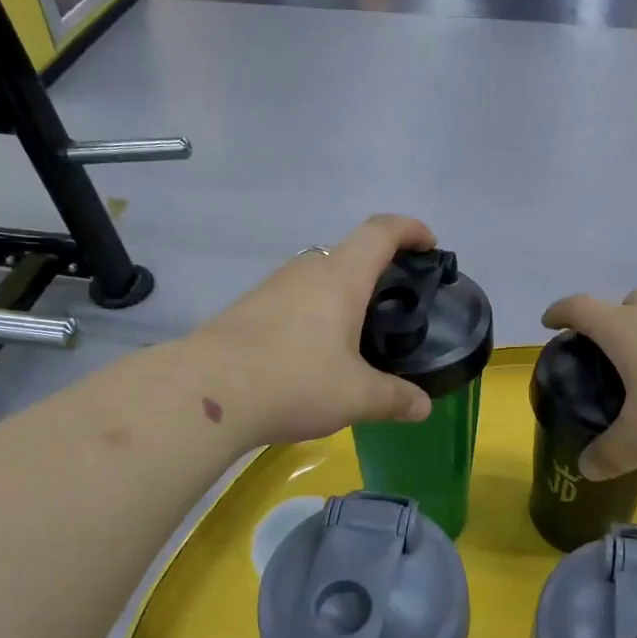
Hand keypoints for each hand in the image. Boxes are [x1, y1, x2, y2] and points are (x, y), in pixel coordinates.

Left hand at [191, 215, 438, 445]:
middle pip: (350, 252)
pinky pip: (294, 300)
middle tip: (396, 305)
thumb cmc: (295, 380)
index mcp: (341, 275)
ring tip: (357, 335)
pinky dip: (314, 314)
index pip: (382, 231)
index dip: (410, 230)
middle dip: (378, 270)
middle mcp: (307, 270)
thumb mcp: (356, 396)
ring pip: (319, 277)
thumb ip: (395, 398)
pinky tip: (314, 354)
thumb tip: (424, 407)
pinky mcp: (248, 308)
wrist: (207, 392)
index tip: (429, 245)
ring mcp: (273, 287)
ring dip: (343, 294)